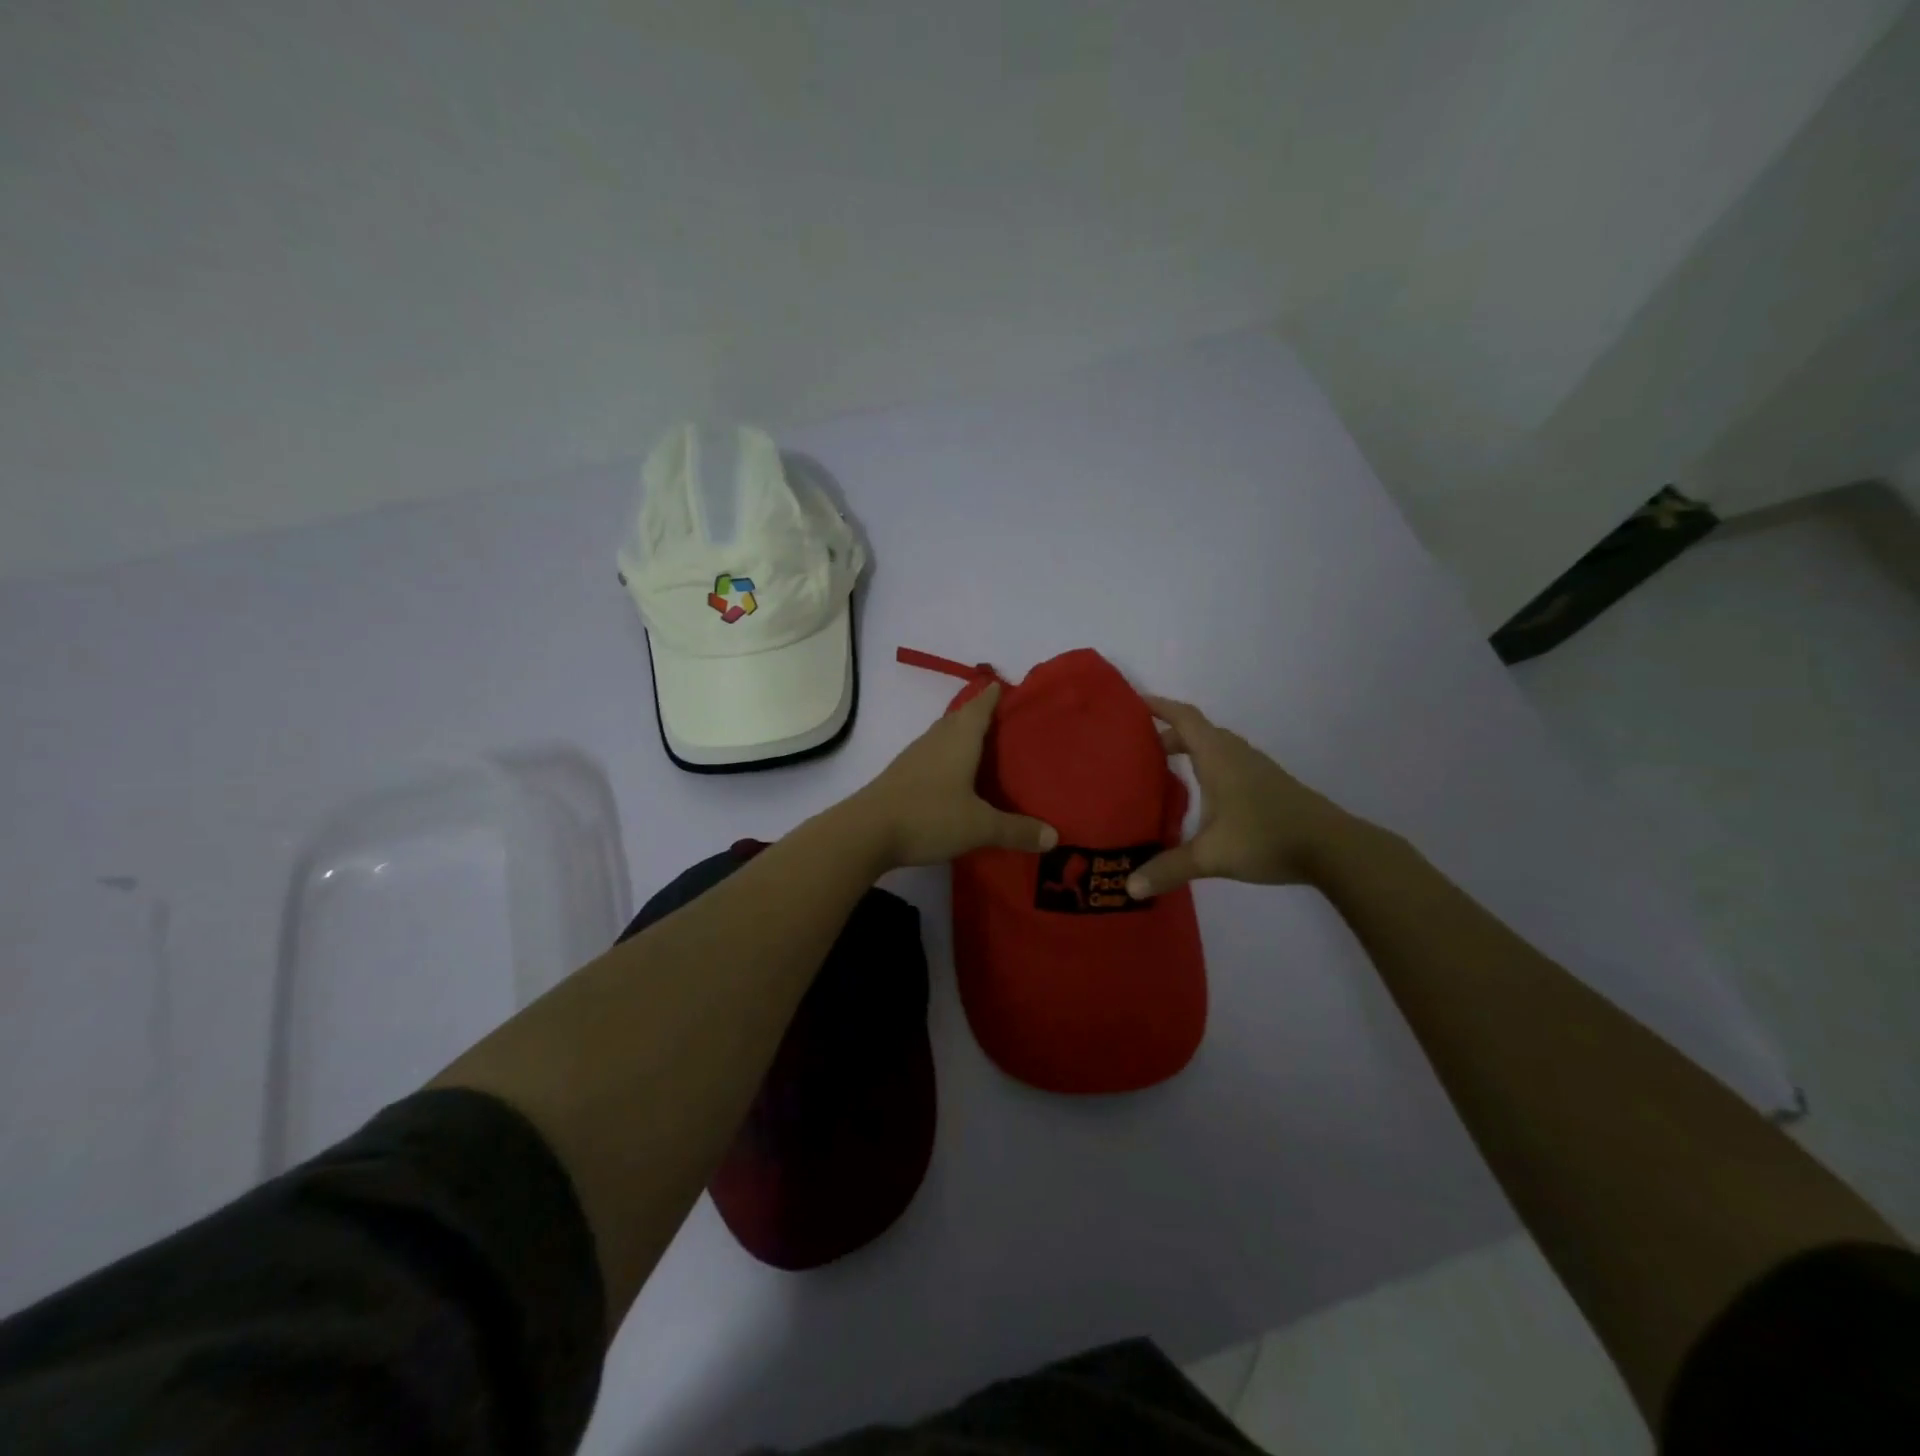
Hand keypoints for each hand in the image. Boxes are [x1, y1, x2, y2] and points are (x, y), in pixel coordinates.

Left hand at [853, 682, 1058, 868]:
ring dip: (963, 736)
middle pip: (961, 717)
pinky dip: (949, 757)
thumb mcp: (979, 826)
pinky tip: (956, 776)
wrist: (866, 832)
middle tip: (1008, 722)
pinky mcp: (902, 775)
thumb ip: (1017, 830)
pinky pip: (933, 755)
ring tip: (987, 747)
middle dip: (982, 714)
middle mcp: (936, 738)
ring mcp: (915, 755)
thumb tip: (1054, 836)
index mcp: (959, 738)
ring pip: (945, 736)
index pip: (981, 705)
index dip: (995, 695)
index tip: (1010, 688)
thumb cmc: (928, 816)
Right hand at [1127, 696, 1364, 898]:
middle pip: (1198, 732)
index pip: (1185, 718)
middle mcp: (1236, 755)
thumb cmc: (1266, 838)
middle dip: (1168, 735)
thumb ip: (1169, 868)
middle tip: (1140, 749)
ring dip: (1190, 750)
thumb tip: (1130, 887)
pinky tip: (1203, 795)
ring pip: (1216, 748)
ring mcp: (1256, 769)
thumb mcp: (1211, 856)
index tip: (1135, 703)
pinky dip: (1208, 766)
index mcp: (1218, 757)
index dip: (1160, 707)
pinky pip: (1229, 763)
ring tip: (1165, 769)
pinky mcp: (1269, 785)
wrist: (1332, 848)